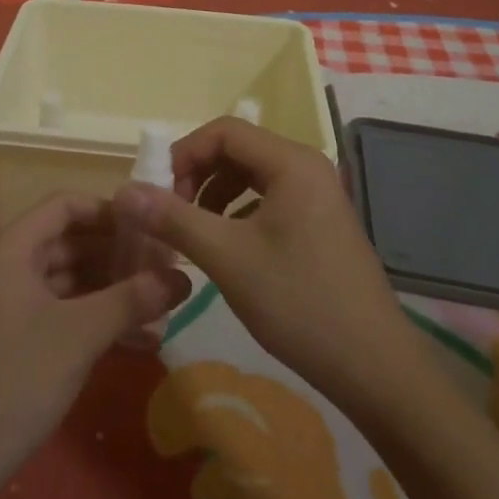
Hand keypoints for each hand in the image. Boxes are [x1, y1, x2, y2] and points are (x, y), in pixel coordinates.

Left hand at [0, 194, 189, 497]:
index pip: (65, 205)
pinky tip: (137, 340)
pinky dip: (93, 318)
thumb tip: (184, 277)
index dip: (109, 211)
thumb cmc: (14, 381)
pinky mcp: (10, 338)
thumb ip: (132, 299)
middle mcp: (6, 265)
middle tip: (164, 268)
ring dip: (110, 290)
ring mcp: (6, 303)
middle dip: (117, 254)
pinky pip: (58, 311)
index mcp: (11, 247)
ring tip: (160, 305)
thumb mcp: (80, 335)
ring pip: (67, 280)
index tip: (151, 225)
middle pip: (68, 241)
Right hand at [112, 118, 410, 400]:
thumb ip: (174, 219)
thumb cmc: (299, 302)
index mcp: (291, 161)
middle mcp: (307, 166)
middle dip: (198, 174)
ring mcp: (318, 194)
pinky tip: (227, 245)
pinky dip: (239, 211)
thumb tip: (123, 191)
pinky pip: (269, 198)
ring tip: (194, 231)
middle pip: (238, 149)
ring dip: (215, 194)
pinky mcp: (321, 221)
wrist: (374, 366)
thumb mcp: (228, 258)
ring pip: (252, 175)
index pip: (224, 131)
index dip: (184, 153)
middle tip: (171, 214)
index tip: (157, 192)